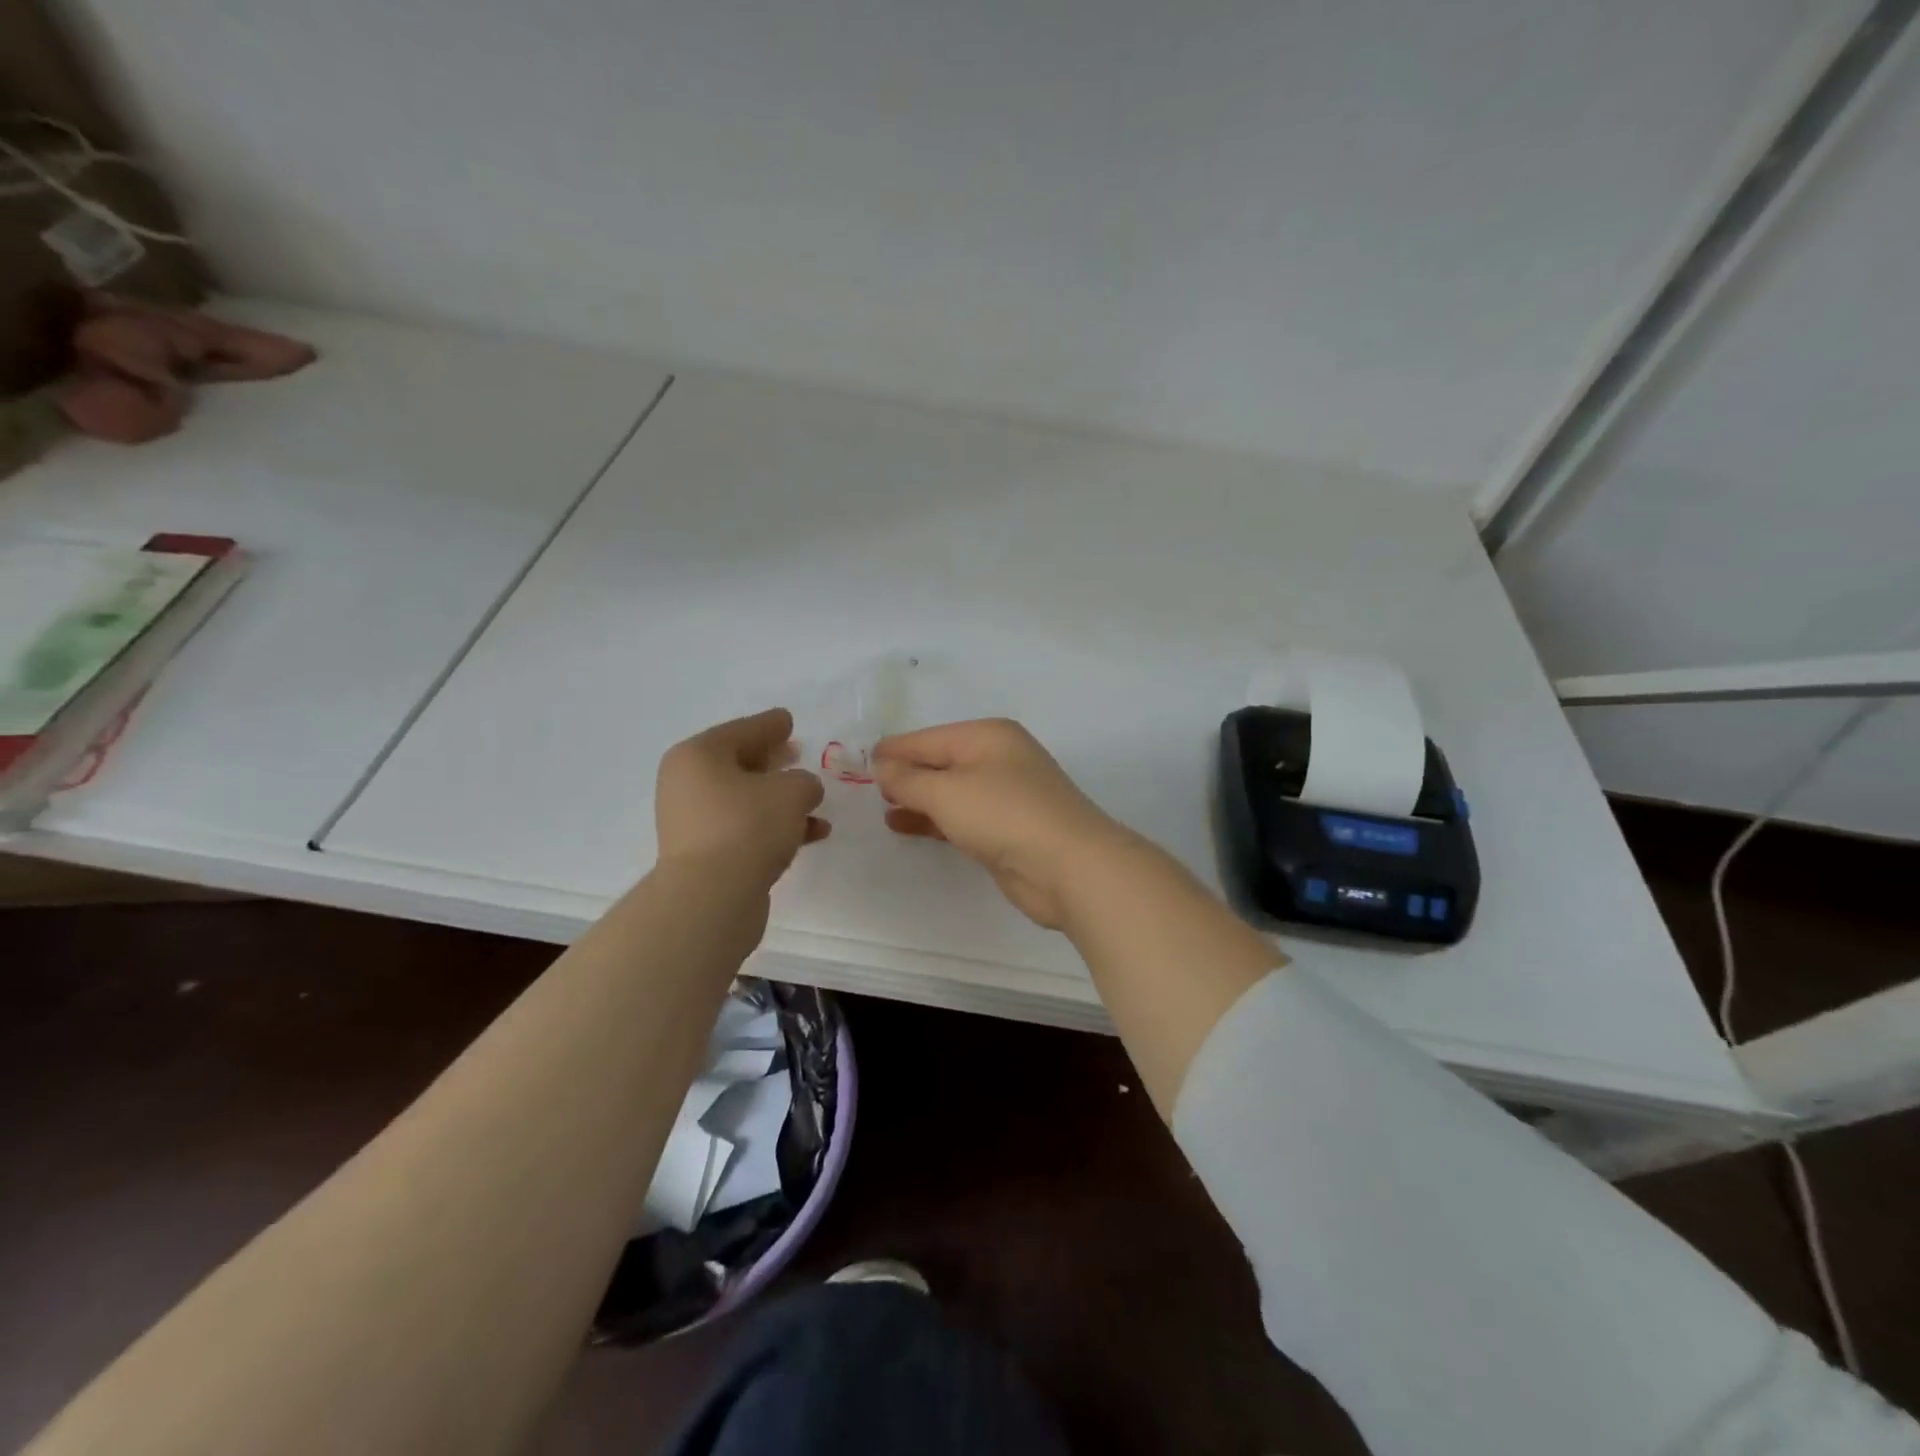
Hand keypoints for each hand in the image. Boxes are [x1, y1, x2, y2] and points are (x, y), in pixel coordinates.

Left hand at [656, 708, 828, 887]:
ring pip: (746, 800)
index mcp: (698, 755)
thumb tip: (800, 791)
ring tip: (815, 800)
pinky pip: (746, 830)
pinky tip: (813, 834)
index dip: (770, 725)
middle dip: (772, 761)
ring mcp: (694, 822)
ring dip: (781, 800)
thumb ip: (804, 782)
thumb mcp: (791, 791)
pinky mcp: (706, 855)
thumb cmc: (748, 826)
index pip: (741, 730)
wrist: (711, 898)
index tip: (789, 719)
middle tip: (797, 752)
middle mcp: (688, 784)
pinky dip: (776, 828)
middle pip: (738, 764)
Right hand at [873, 718, 1135, 928]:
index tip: (857, 764)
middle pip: (940, 762)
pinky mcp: (1008, 828)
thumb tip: (881, 763)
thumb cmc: (1003, 815)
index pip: (928, 738)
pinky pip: (962, 817)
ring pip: (951, 791)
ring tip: (884, 811)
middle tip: (867, 791)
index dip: (893, 750)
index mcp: (987, 736)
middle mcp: (998, 758)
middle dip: (906, 774)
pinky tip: (909, 827)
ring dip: (919, 799)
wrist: (1068, 866)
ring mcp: (1006, 794)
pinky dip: (936, 820)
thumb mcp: (946, 792)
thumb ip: (908, 778)